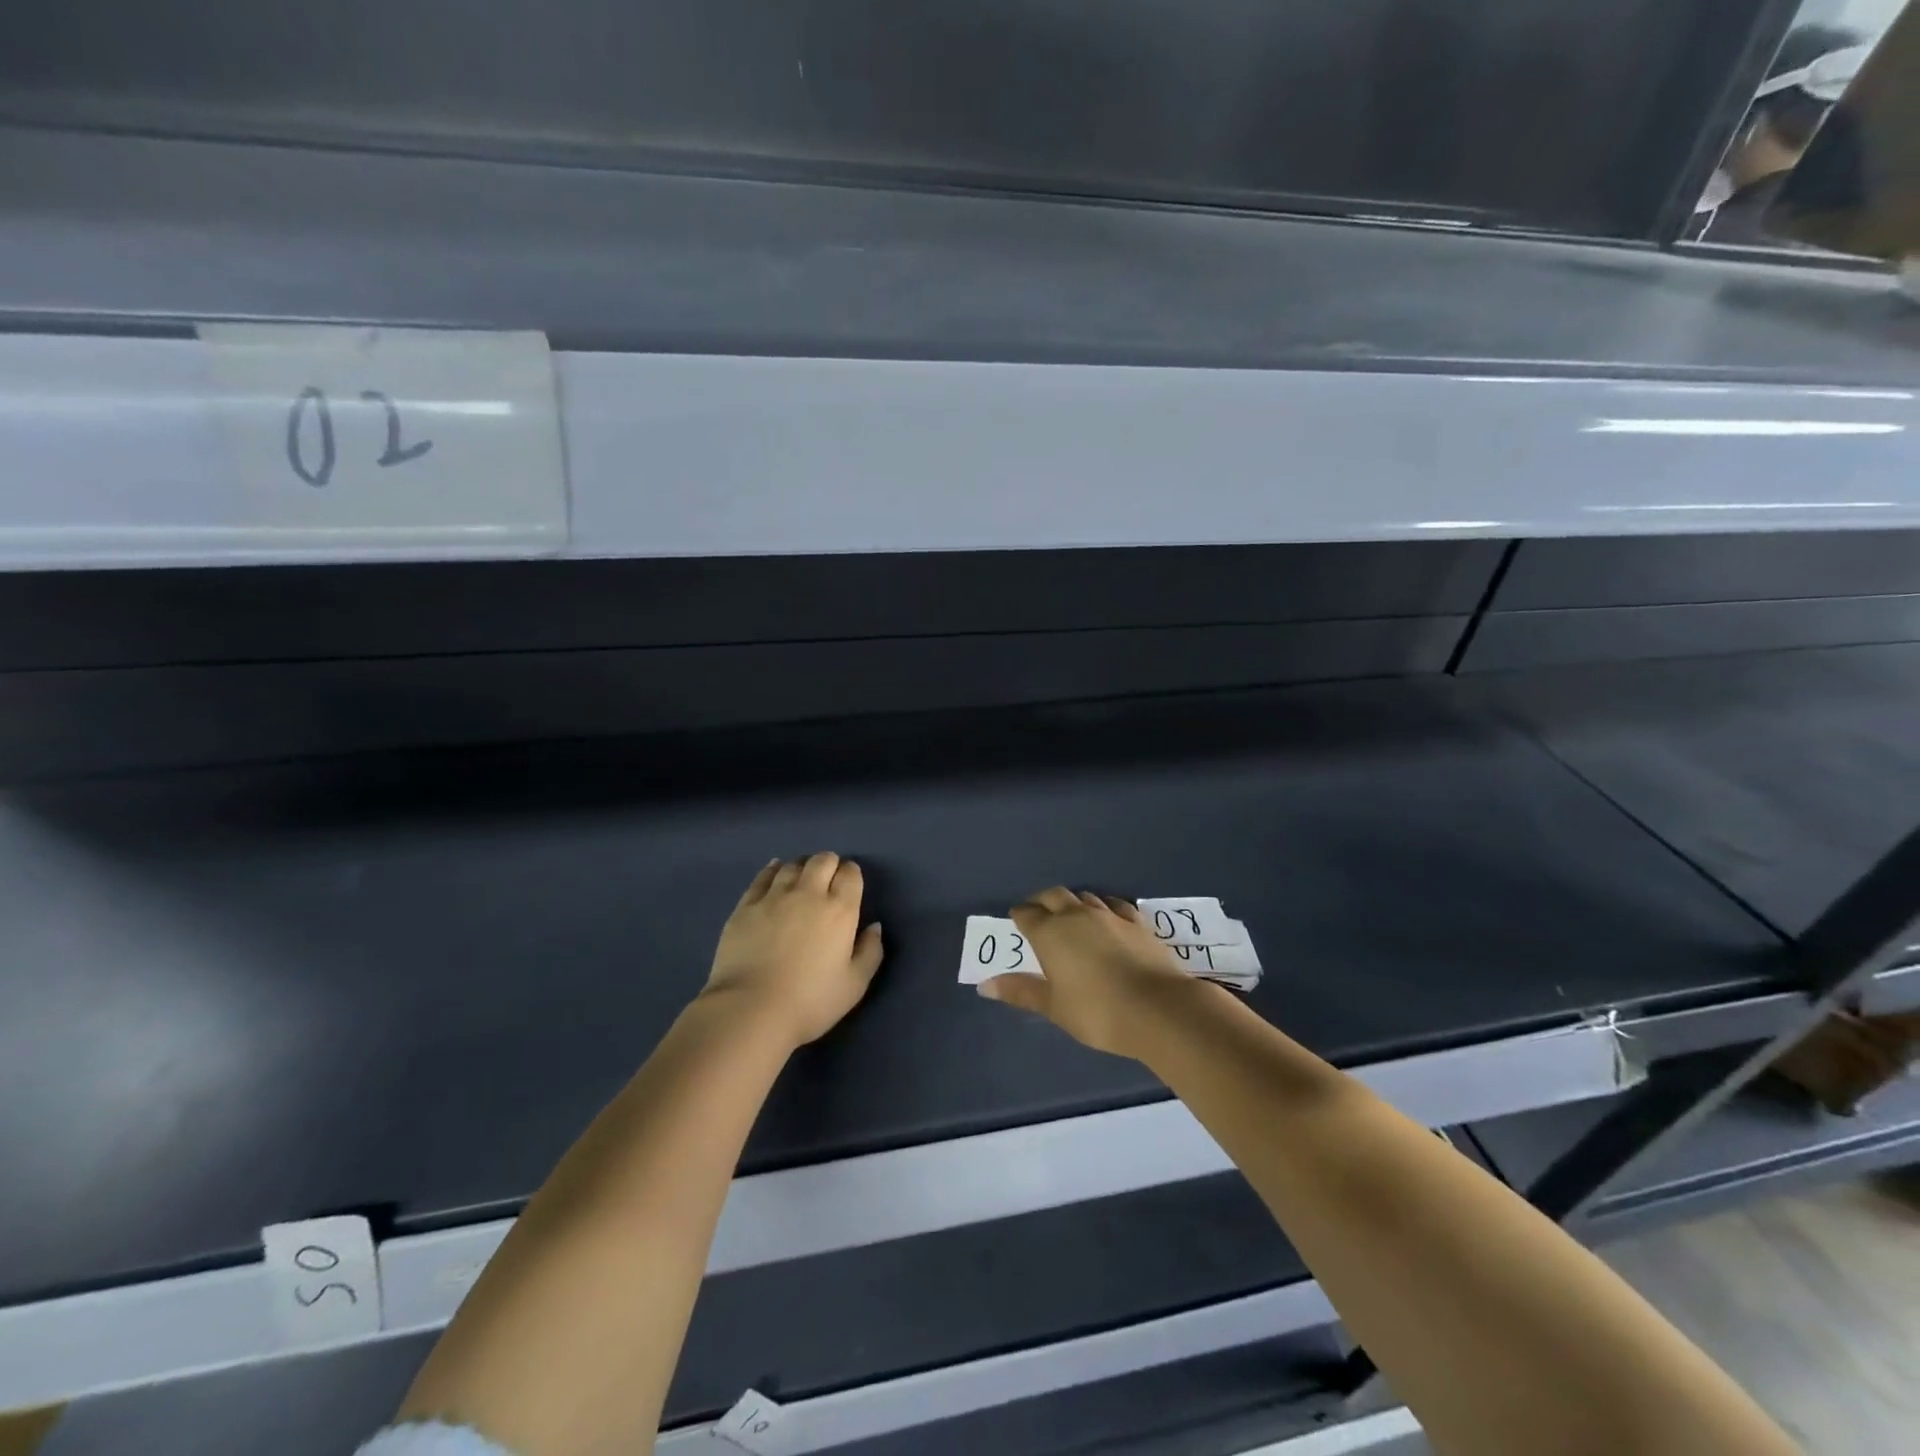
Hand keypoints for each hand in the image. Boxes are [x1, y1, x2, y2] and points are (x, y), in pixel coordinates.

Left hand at [702, 853, 884, 1047]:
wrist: (751, 1010)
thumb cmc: (810, 1001)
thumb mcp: (854, 985)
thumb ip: (871, 951)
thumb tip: (874, 926)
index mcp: (840, 910)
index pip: (850, 874)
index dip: (851, 874)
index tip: (849, 885)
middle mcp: (809, 894)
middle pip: (822, 861)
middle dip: (829, 864)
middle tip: (827, 880)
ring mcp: (774, 897)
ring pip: (792, 865)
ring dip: (802, 867)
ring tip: (801, 878)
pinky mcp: (746, 905)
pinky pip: (763, 876)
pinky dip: (773, 870)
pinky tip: (775, 872)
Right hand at [979, 888, 1212, 1057]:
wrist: (1158, 1008)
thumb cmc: (1097, 1011)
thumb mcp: (1054, 1007)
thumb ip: (1021, 991)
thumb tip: (985, 984)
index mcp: (1050, 933)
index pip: (1026, 914)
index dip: (1019, 916)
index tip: (1016, 921)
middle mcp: (1076, 915)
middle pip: (1053, 895)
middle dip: (1041, 901)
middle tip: (1038, 913)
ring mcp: (1109, 915)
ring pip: (1084, 896)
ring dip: (1072, 902)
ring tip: (1070, 916)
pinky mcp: (1136, 921)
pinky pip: (1114, 904)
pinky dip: (1104, 907)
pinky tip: (1107, 917)